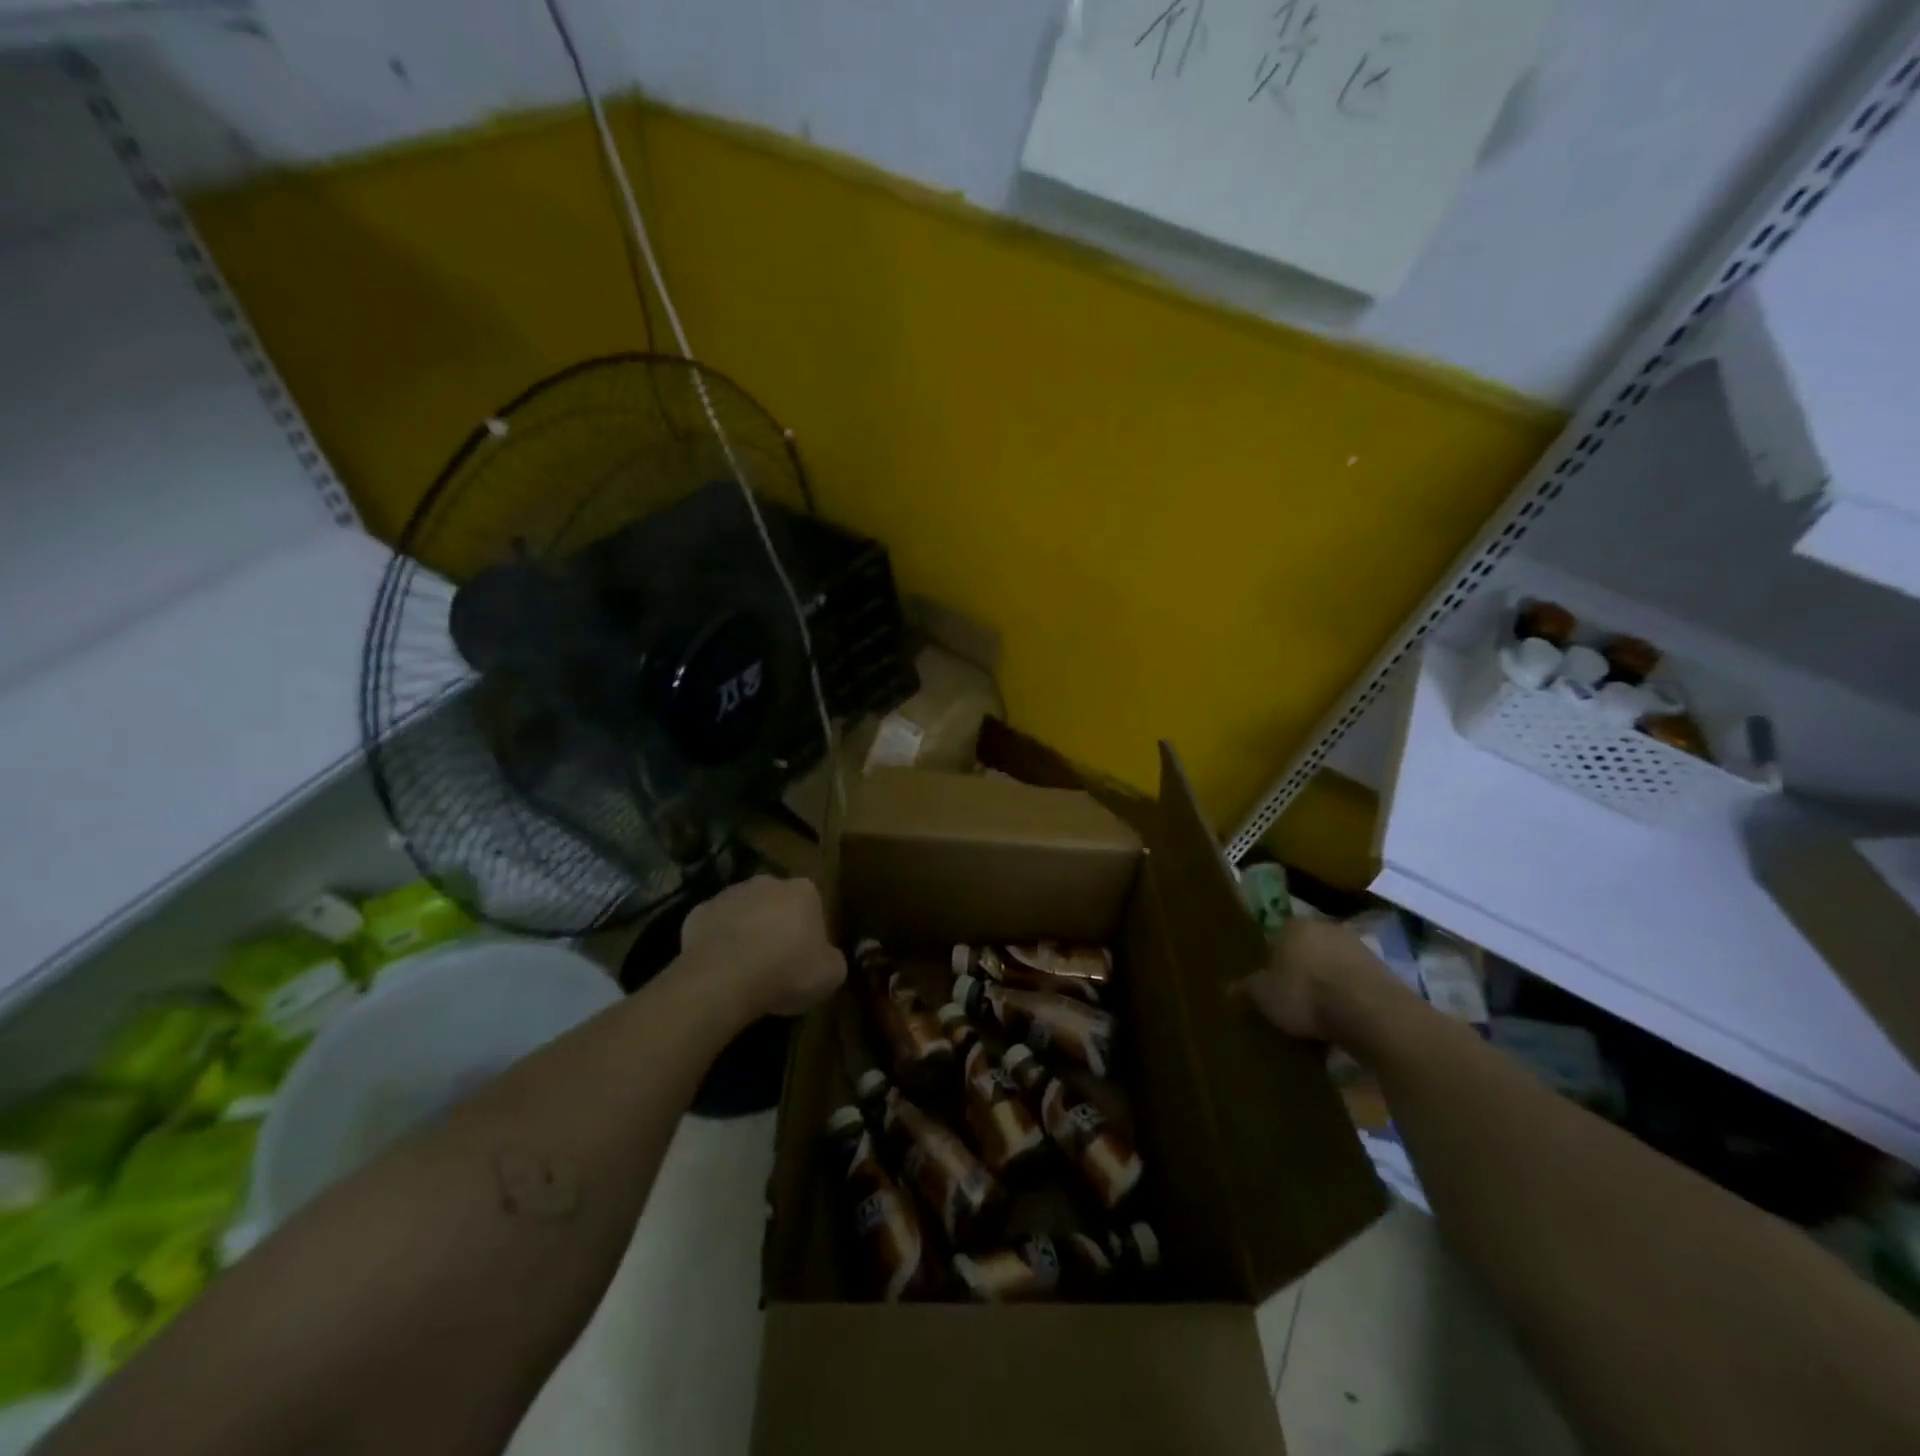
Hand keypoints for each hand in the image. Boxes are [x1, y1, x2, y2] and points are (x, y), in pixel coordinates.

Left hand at [681, 875, 845, 1017]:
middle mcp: (766, 882)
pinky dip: (717, 944)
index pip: (812, 905)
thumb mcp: (831, 975)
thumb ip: (833, 960)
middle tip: (776, 962)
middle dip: (776, 925)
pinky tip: (719, 969)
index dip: (810, 932)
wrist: (724, 979)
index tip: (805, 958)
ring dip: (746, 932)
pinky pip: (713, 928)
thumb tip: (827, 959)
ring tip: (745, 970)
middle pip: (776, 903)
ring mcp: (729, 894)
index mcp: (803, 890)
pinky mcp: (697, 912)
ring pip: (743, 913)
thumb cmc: (787, 971)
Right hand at [1232, 917, 1412, 1045]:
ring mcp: (1359, 949)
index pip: (1276, 938)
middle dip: (1300, 973)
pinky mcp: (1385, 973)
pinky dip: (1349, 1000)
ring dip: (1327, 987)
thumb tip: (1227, 990)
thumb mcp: (1263, 997)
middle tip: (1291, 1002)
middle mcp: (1326, 928)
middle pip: (1307, 951)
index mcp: (1293, 926)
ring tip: (1318, 1019)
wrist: (1371, 1012)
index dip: (1271, 963)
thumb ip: (1245, 990)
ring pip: (1333, 967)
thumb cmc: (1306, 994)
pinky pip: (1356, 986)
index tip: (1269, 987)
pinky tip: (1343, 1023)